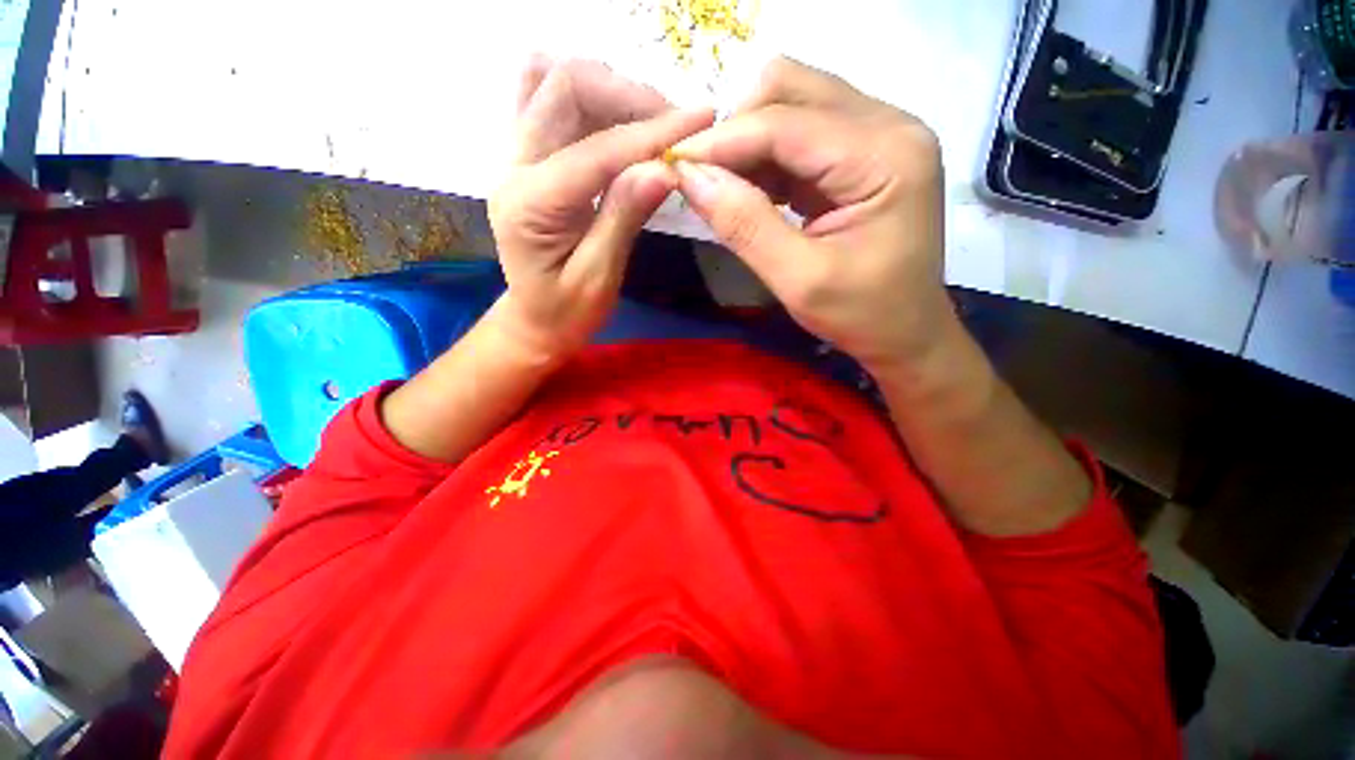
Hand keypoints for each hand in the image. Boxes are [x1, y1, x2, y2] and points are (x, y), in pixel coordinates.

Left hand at [489, 57, 714, 357]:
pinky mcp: (529, 156)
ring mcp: (516, 155)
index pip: (596, 149)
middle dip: (628, 96)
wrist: (535, 319)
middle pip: (563, 86)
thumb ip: (624, 218)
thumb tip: (666, 168)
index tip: (702, 120)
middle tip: (676, 126)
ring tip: (654, 124)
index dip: (652, 133)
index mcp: (529, 204)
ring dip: (611, 90)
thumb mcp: (599, 278)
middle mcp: (513, 165)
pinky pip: (550, 98)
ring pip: (555, 82)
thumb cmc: (566, 311)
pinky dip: (592, 97)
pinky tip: (622, 122)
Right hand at [669, 57, 951, 371]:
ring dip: (748, 143)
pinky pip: (800, 135)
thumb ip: (745, 226)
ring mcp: (877, 135)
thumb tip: (689, 177)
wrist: (906, 333)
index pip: (786, 123)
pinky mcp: (861, 154)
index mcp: (886, 156)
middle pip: (792, 89)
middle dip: (736, 129)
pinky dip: (765, 159)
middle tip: (703, 177)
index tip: (674, 166)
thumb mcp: (799, 280)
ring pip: (792, 105)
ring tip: (723, 189)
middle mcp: (888, 126)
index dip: (723, 141)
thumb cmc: (862, 315)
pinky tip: (750, 192)